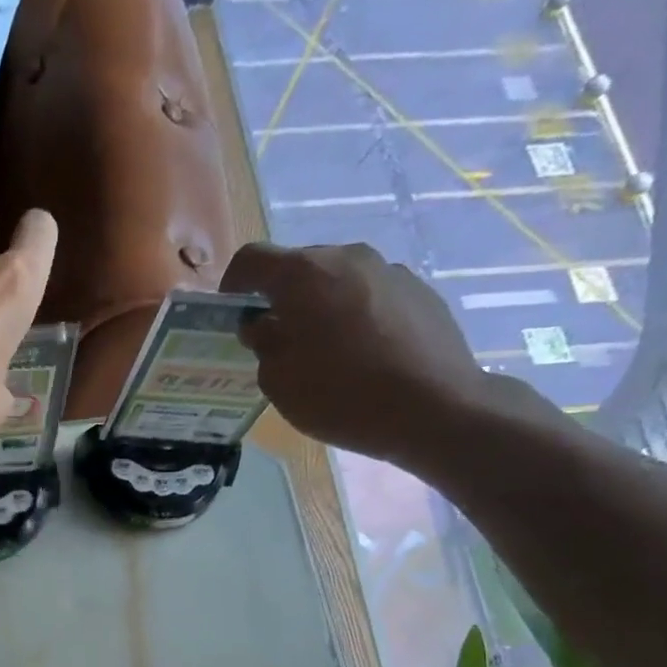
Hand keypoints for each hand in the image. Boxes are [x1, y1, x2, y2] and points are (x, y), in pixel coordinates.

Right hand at [221, 242, 528, 465]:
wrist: (433, 408)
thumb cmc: (339, 395)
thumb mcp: (278, 380)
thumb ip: (263, 343)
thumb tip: (263, 324)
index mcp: (303, 274)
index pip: (251, 259)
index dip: (232, 285)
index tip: (233, 317)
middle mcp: (347, 258)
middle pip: (298, 266)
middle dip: (279, 296)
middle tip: (276, 338)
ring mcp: (388, 270)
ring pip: (337, 279)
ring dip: (319, 305)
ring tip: (322, 349)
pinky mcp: (419, 289)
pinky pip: (370, 294)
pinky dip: (354, 314)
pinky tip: (361, 354)